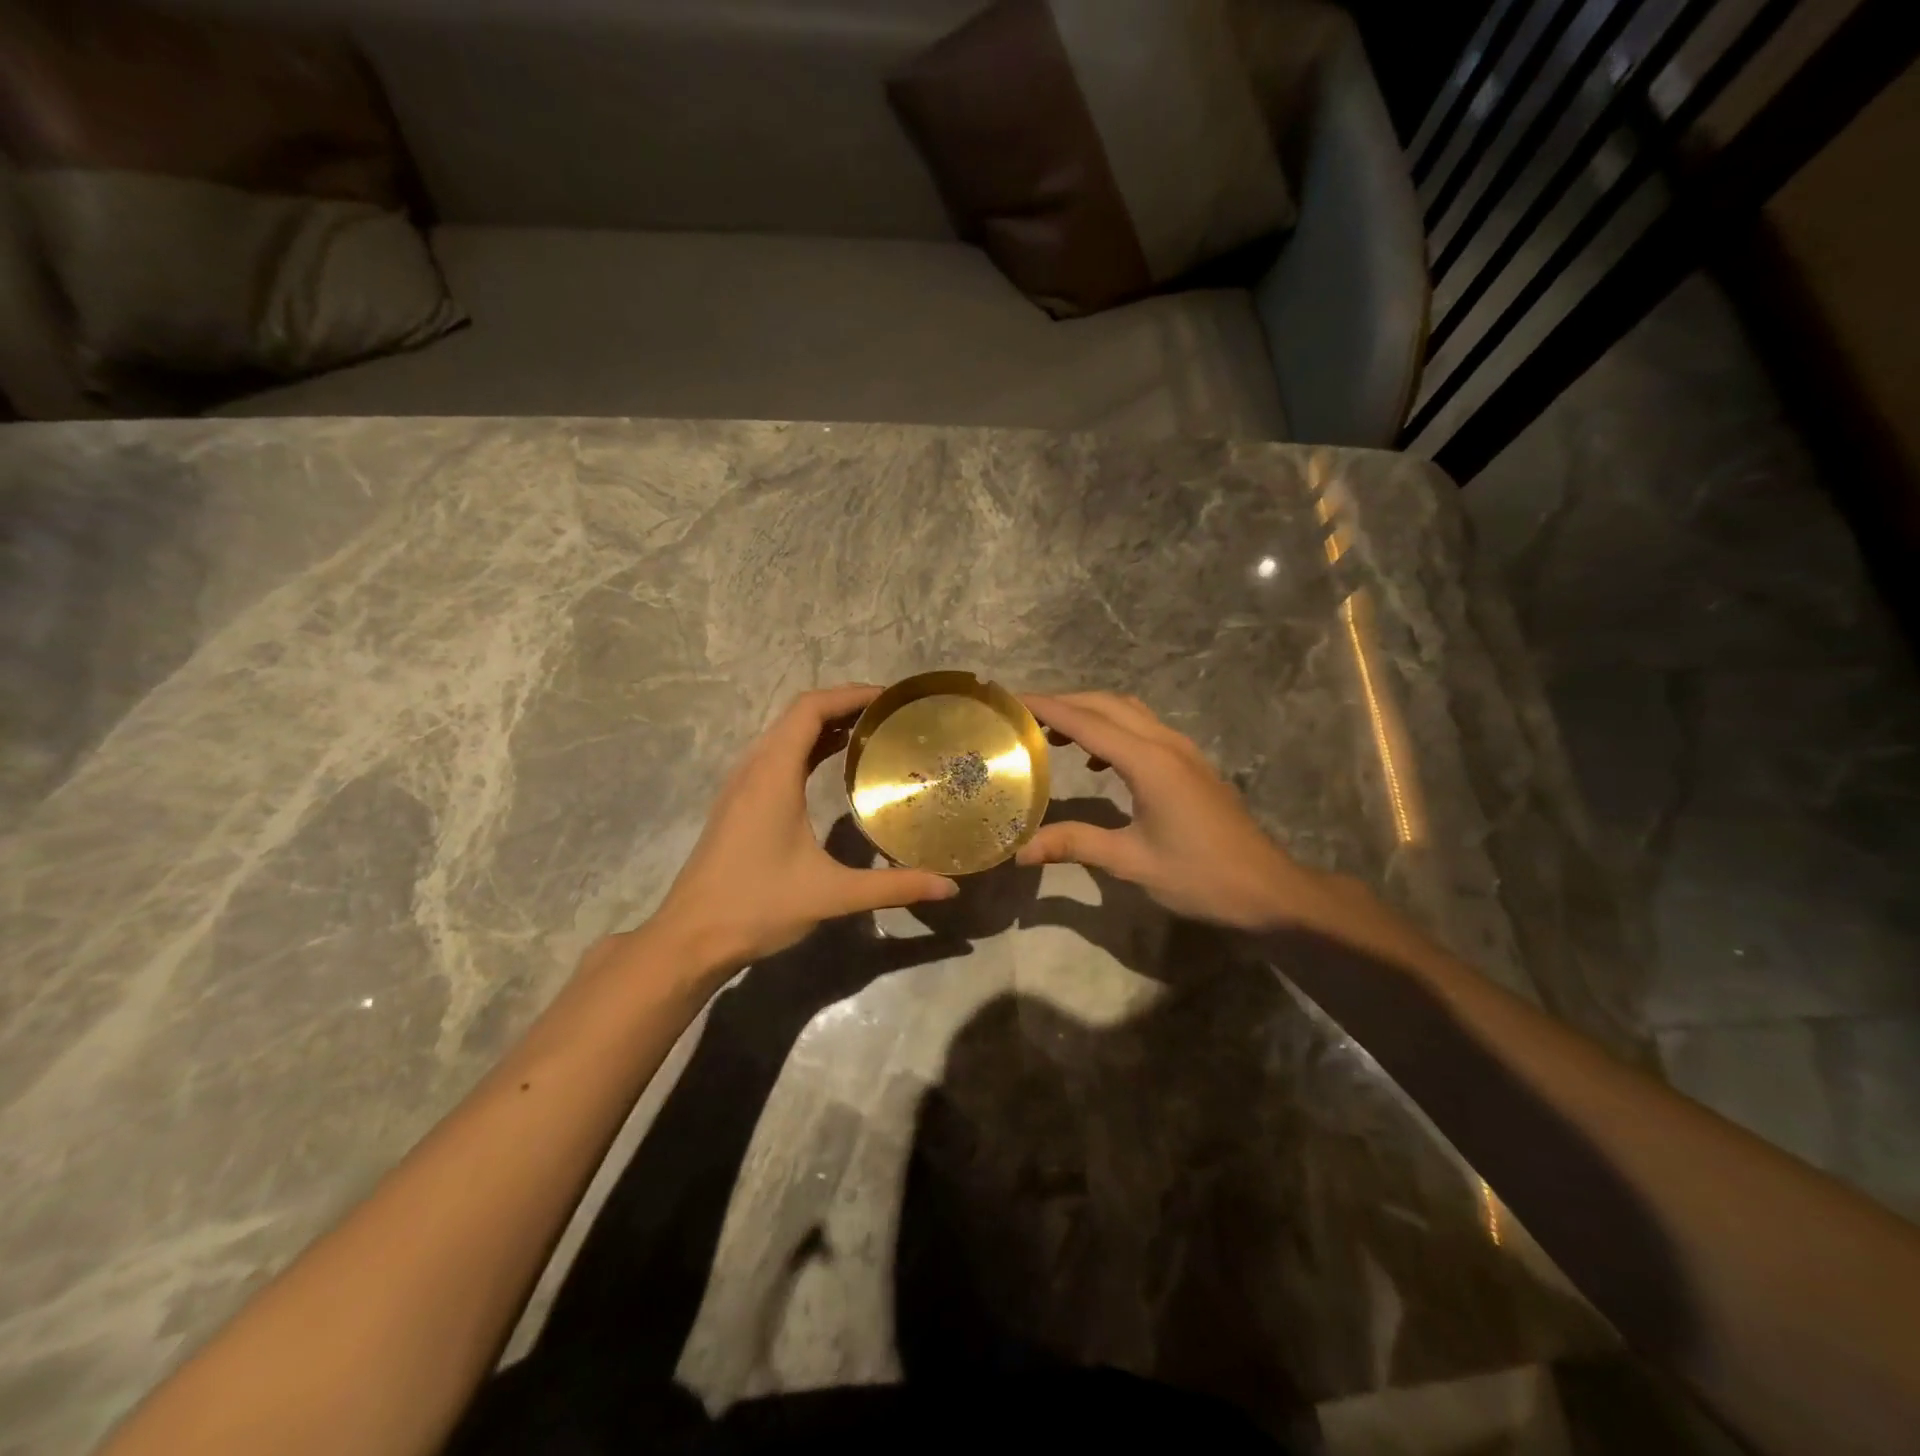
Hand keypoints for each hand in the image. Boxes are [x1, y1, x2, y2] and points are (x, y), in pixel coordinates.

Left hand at [635, 686, 958, 979]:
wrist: (689, 939)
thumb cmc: (758, 906)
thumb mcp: (832, 895)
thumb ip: (893, 886)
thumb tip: (949, 886)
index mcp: (773, 775)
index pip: (810, 709)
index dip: (850, 694)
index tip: (890, 698)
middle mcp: (753, 768)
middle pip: (798, 714)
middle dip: (843, 705)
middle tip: (890, 715)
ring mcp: (740, 785)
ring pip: (784, 734)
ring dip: (824, 725)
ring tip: (869, 733)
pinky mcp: (737, 803)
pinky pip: (775, 756)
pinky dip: (807, 748)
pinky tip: (831, 768)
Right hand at [1016, 691, 1332, 931]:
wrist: (1270, 889)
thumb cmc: (1201, 877)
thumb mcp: (1132, 862)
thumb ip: (1076, 845)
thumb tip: (1020, 851)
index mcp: (1149, 762)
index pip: (1086, 722)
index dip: (1046, 707)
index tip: (1010, 701)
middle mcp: (1166, 743)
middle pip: (1107, 704)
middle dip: (1064, 702)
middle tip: (1024, 716)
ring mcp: (1183, 750)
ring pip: (1128, 711)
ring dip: (1090, 712)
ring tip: (1053, 734)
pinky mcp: (1191, 763)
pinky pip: (1143, 728)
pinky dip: (1112, 728)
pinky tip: (1097, 760)